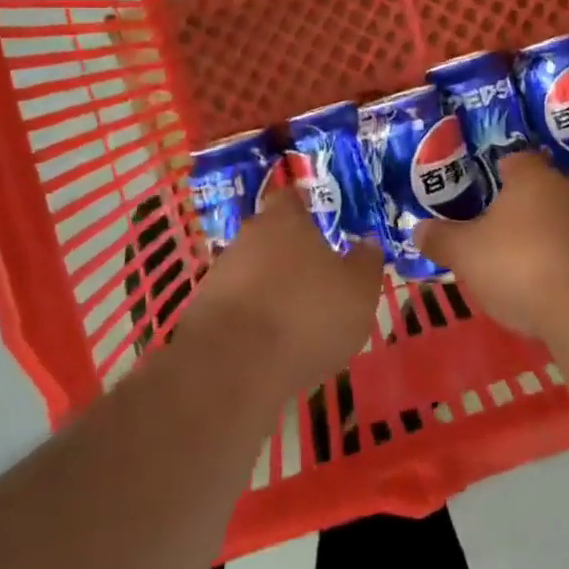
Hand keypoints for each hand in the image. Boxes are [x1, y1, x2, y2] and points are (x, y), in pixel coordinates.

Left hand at [179, 187, 382, 392]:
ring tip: (296, 320)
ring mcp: (219, 275)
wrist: (231, 370)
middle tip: (317, 277)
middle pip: (270, 235)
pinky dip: (252, 320)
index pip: (292, 198)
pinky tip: (270, 346)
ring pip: (252, 272)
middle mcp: (247, 237)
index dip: (307, 209)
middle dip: (290, 253)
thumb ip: (367, 263)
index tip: (323, 224)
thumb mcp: (359, 291)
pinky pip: (237, 307)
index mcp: (284, 220)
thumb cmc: (305, 316)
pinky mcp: (202, 313)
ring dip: (270, 288)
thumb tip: (367, 243)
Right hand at [412, 153, 568, 341]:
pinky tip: (538, 288)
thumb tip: (418, 229)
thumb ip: (441, 239)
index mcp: (532, 178)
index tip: (480, 187)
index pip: (515, 160)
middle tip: (486, 228)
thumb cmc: (520, 264)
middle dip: (514, 209)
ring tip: (509, 262)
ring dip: (536, 238)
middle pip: (536, 192)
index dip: (496, 171)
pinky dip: (554, 265)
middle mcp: (565, 193)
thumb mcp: (465, 253)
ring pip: (555, 223)